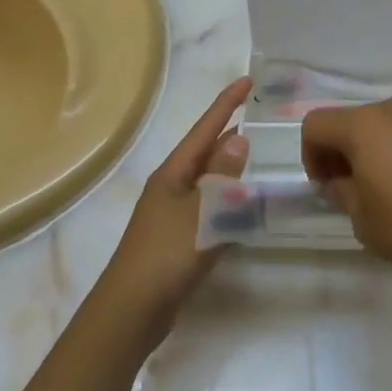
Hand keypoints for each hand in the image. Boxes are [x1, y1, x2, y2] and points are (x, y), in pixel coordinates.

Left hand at [100, 77, 250, 334]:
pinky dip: (229, 197)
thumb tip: (239, 138)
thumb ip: (222, 176)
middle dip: (229, 130)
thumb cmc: (165, 255)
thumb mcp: (200, 212)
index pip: (205, 130)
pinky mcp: (180, 238)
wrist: (132, 310)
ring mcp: (174, 213)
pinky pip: (211, 206)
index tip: (247, 80)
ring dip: (230, 164)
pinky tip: (244, 204)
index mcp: (172, 174)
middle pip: (204, 150)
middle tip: (259, 114)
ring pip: (209, 179)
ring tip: (258, 151)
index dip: (226, 104)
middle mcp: (171, 187)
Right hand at [301, 94, 391, 297]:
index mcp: (369, 125)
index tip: (327, 189)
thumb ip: (344, 194)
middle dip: (350, 152)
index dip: (311, 156)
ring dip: (387, 152)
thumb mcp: (366, 223)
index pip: (317, 125)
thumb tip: (340, 182)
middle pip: (360, 121)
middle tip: (359, 193)